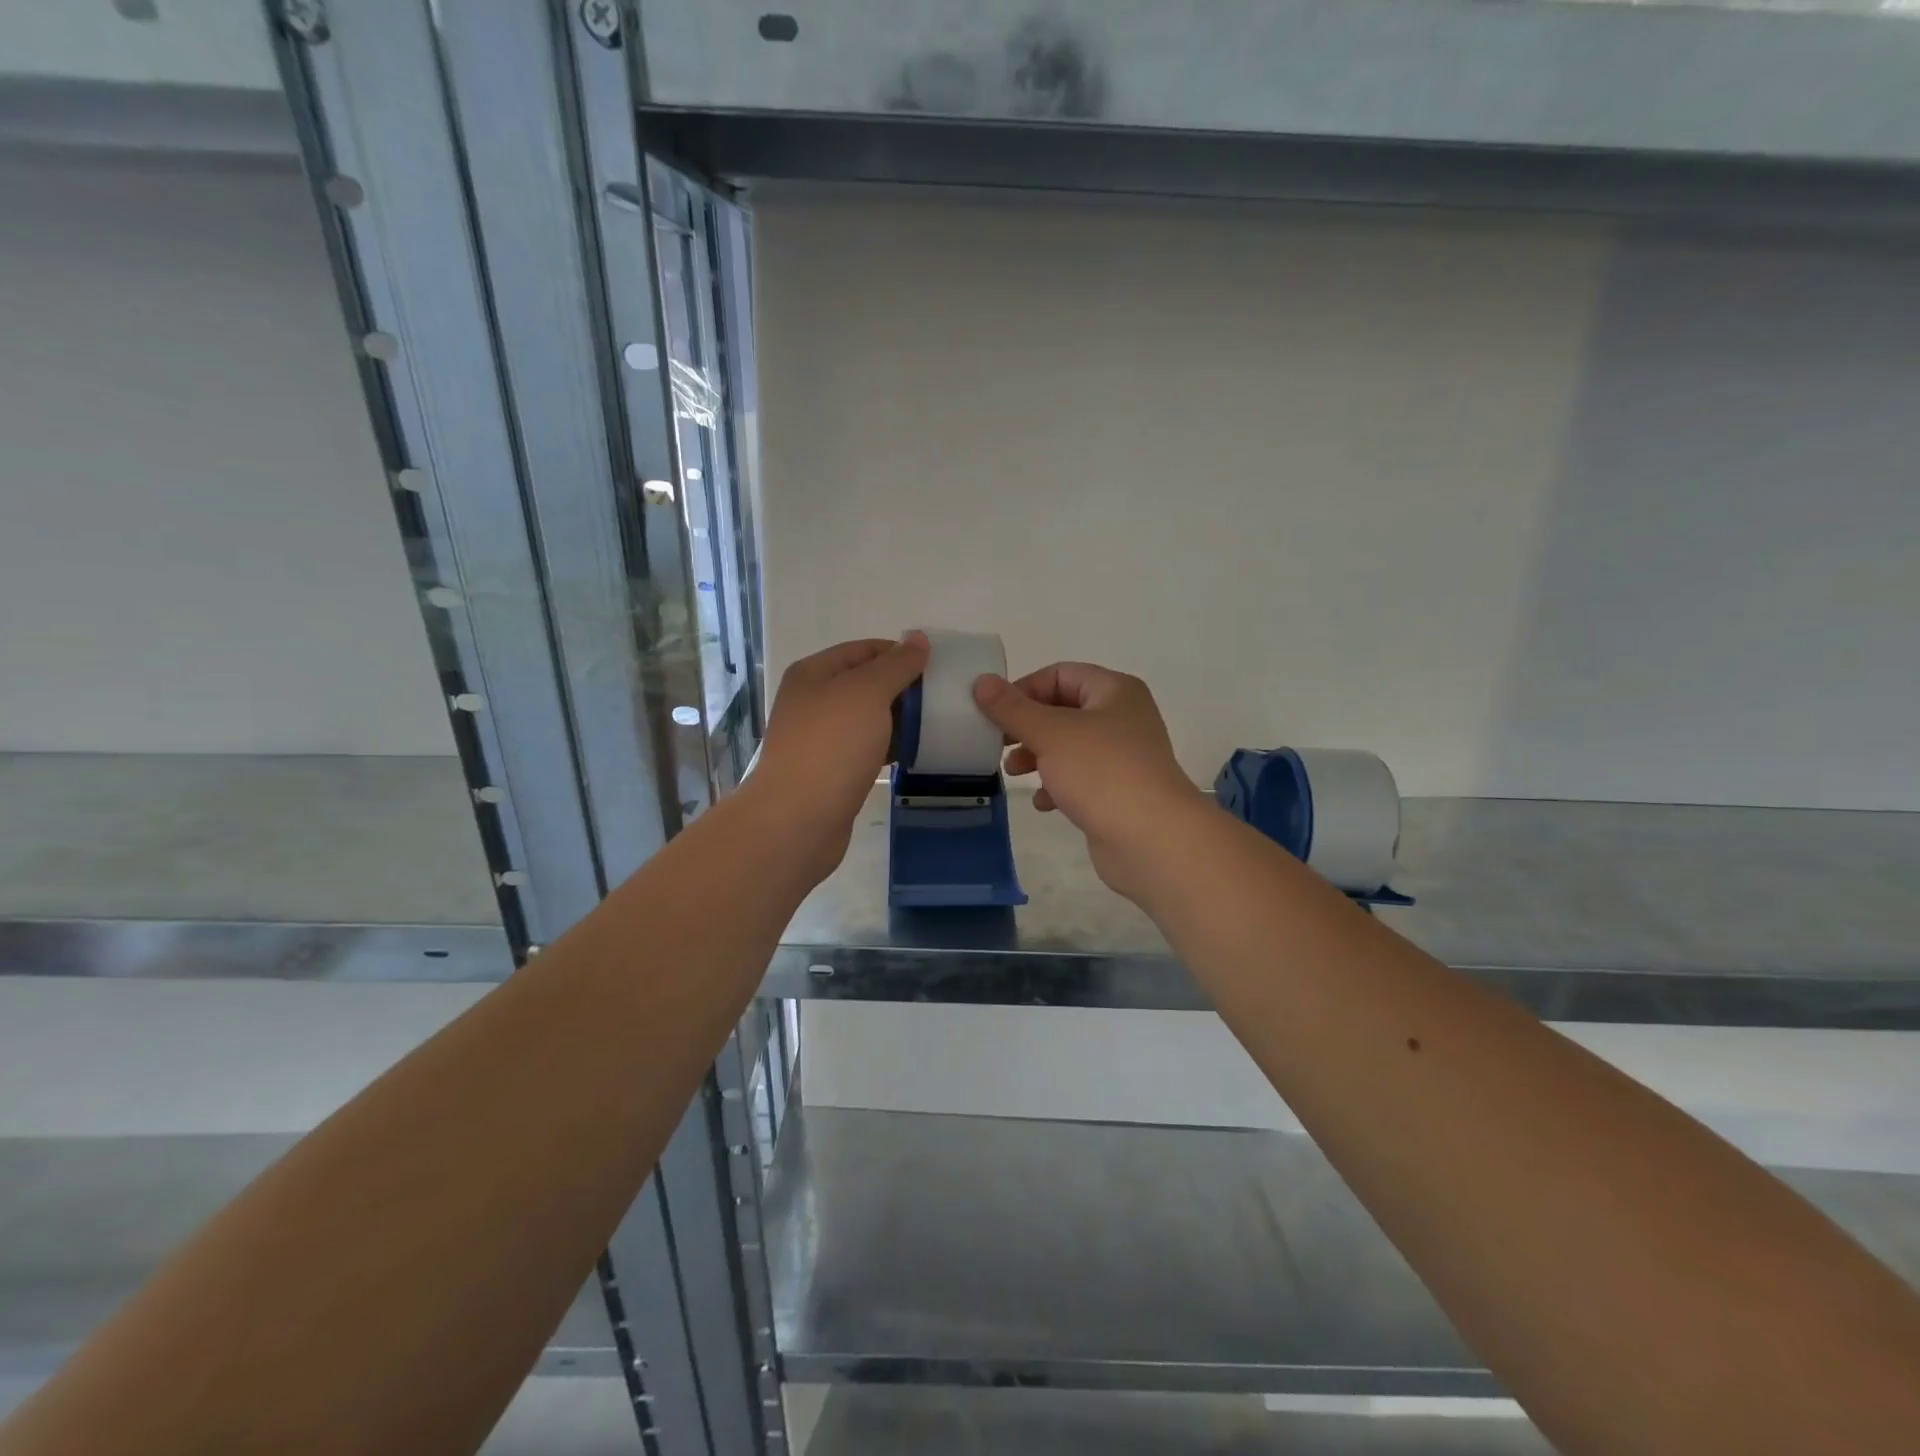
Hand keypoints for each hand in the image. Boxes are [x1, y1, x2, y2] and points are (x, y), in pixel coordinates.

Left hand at [753, 633, 928, 881]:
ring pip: (868, 718)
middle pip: (866, 683)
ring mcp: (820, 738)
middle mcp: (813, 701)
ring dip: (900, 719)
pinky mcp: (831, 771)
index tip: (938, 667)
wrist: (798, 819)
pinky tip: (917, 753)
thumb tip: (918, 638)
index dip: (901, 653)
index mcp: (814, 673)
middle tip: (944, 697)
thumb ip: (896, 664)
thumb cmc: (832, 746)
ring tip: (938, 724)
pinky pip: (867, 748)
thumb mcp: (868, 693)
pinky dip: (891, 746)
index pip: (864, 650)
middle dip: (904, 688)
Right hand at [973, 662, 1206, 901]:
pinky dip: (1057, 786)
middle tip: (998, 744)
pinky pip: (1080, 779)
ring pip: (1068, 747)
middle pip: (1062, 711)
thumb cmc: (1101, 772)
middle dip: (1027, 727)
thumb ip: (1012, 708)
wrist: (1152, 839)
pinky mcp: (1118, 792)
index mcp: (1114, 691)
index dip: (1024, 689)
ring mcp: (1122, 757)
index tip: (995, 713)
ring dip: (1037, 756)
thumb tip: (981, 682)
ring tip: (1013, 773)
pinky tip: (1043, 803)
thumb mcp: (1049, 733)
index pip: (1060, 674)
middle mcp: (1122, 718)